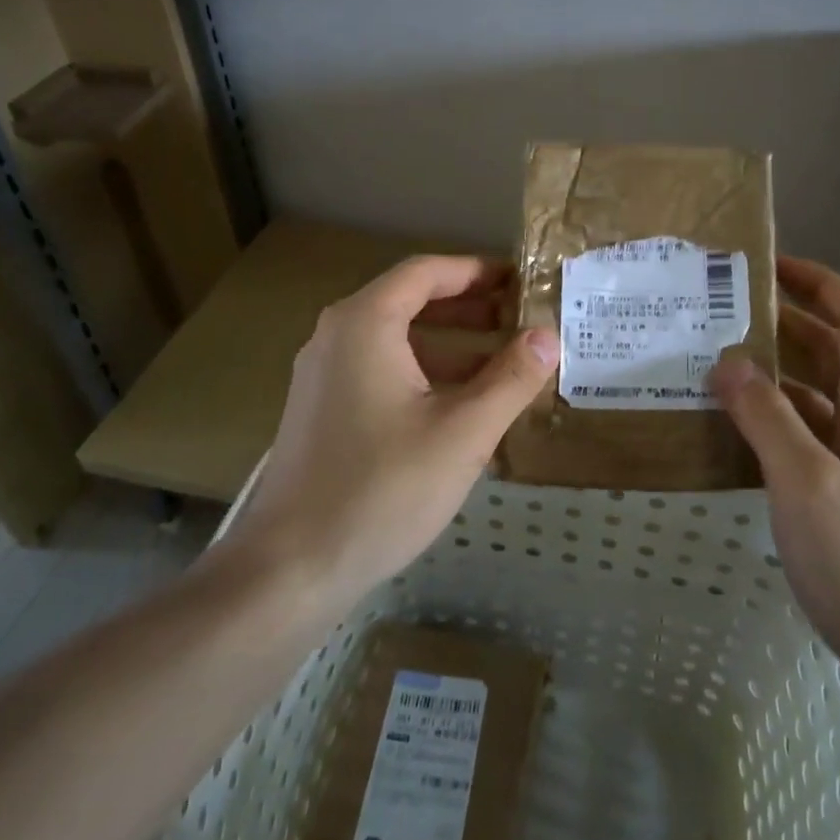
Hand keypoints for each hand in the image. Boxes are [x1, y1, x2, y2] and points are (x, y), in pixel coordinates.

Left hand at [231, 256, 559, 605]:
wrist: (291, 567)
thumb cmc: (382, 488)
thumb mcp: (463, 432)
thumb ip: (511, 379)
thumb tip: (549, 336)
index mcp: (364, 324)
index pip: (426, 272)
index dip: (477, 271)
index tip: (520, 281)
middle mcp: (336, 336)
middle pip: (410, 302)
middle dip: (469, 308)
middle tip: (520, 320)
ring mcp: (324, 375)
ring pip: (396, 341)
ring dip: (451, 345)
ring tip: (503, 364)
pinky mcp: (323, 411)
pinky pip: (381, 372)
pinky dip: (424, 374)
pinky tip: (461, 406)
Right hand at [710, 256, 839, 704]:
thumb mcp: (807, 482)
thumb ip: (766, 416)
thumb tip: (728, 361)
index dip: (817, 281)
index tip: (765, 265)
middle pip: (832, 348)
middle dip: (783, 321)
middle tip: (719, 311)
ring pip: (815, 393)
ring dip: (772, 373)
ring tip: (711, 362)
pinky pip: (808, 435)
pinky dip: (772, 420)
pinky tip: (729, 429)